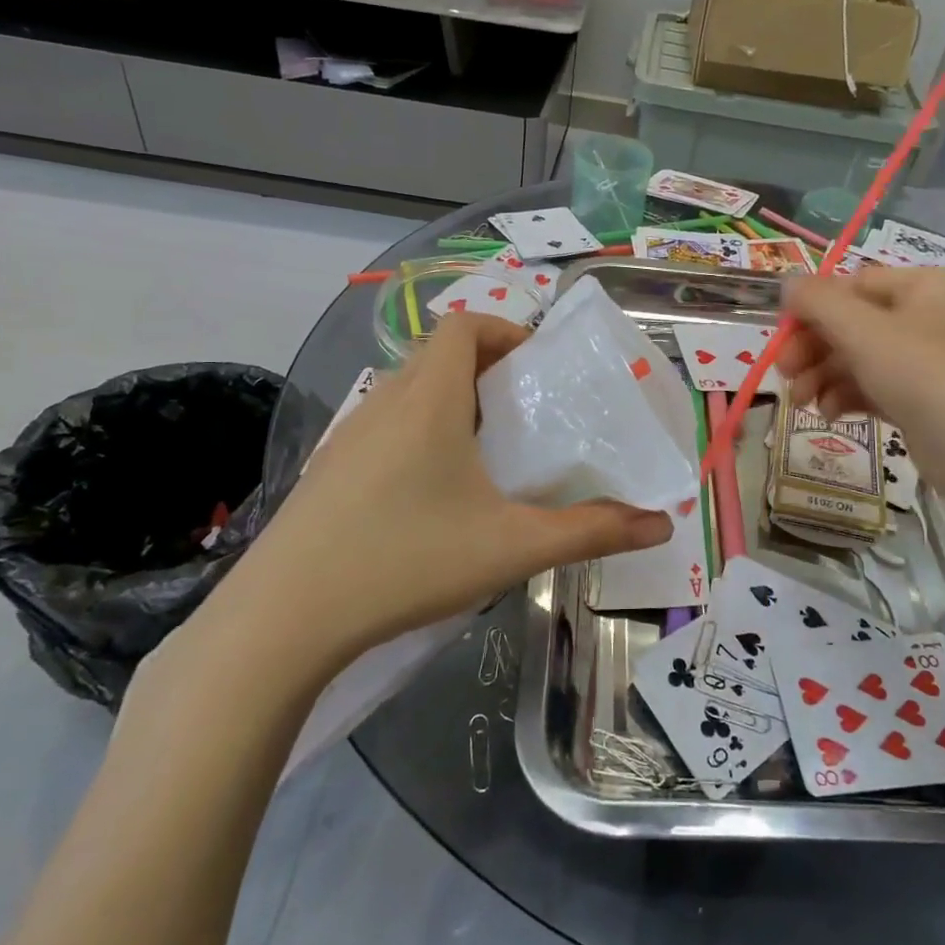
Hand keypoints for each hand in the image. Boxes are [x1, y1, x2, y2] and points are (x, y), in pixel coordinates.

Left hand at [197, 313, 672, 703]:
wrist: (282, 619)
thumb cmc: (405, 561)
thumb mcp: (510, 547)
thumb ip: (590, 532)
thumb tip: (662, 525)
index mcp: (430, 399)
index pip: (463, 325)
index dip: (504, 330)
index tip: (537, 367)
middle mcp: (386, 401)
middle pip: (439, 353)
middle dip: (486, 368)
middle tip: (524, 411)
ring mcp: (349, 434)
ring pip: (409, 389)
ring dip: (450, 399)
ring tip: (486, 450)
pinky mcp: (328, 468)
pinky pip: (384, 423)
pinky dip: (418, 429)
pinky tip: (432, 492)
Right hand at [776, 268, 944, 501]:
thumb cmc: (923, 376)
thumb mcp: (862, 331)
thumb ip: (818, 302)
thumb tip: (786, 281)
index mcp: (921, 285)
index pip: (850, 285)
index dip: (811, 309)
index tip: (781, 337)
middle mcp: (925, 315)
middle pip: (850, 323)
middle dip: (813, 349)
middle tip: (785, 374)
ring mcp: (924, 359)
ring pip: (856, 357)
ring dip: (822, 376)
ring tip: (801, 403)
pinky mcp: (920, 398)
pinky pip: (871, 386)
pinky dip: (845, 396)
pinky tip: (830, 414)